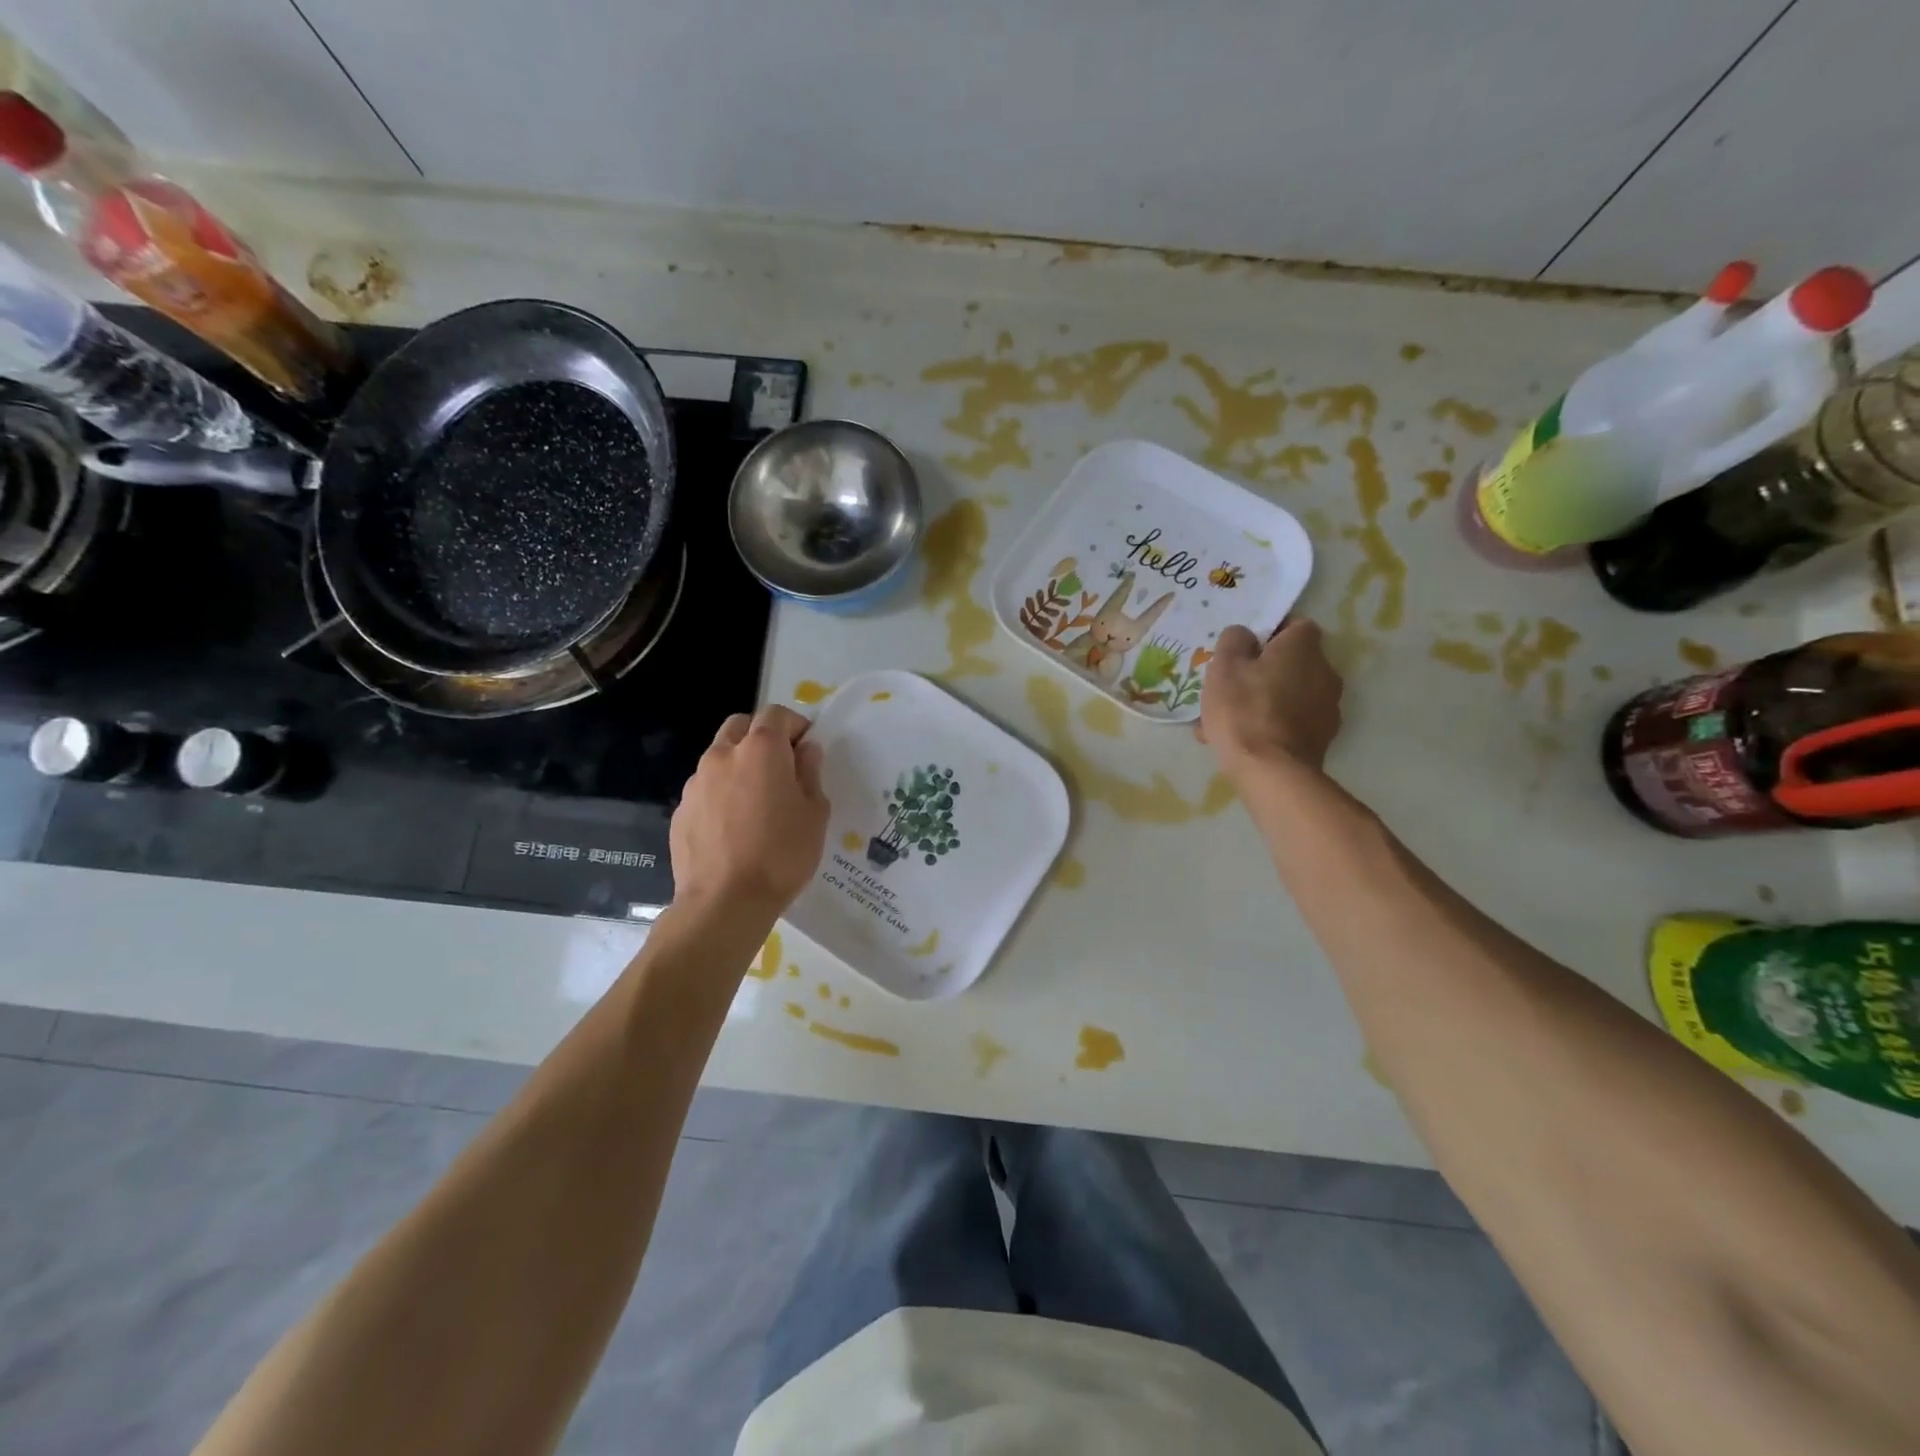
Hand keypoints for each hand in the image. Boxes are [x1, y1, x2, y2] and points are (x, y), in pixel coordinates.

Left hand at [670, 705, 828, 916]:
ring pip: (720, 756)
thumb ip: (810, 773)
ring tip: (755, 801)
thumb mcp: (815, 813)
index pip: (776, 714)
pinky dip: (721, 793)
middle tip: (780, 767)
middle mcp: (723, 755)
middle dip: (762, 736)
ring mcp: (696, 782)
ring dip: (739, 764)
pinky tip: (733, 827)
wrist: (725, 902)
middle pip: (741, 726)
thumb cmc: (782, 854)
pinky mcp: (680, 810)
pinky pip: (705, 788)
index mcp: (761, 749)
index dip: (795, 725)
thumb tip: (805, 751)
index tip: (806, 748)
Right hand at [1197, 619, 1344, 777]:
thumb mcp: (1224, 666)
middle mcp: (1325, 671)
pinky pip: (1291, 721)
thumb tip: (1245, 635)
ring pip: (1289, 693)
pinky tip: (1244, 740)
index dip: (1269, 633)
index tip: (1244, 649)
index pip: (1294, 625)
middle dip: (1263, 670)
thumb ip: (1234, 640)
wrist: (1271, 771)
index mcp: (1303, 647)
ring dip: (1265, 699)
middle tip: (1231, 685)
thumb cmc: (1243, 709)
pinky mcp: (1322, 737)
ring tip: (1229, 719)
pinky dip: (1271, 724)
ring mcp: (1328, 707)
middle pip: (1291, 662)